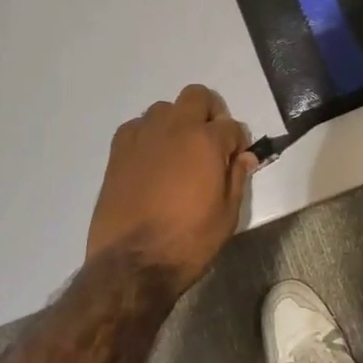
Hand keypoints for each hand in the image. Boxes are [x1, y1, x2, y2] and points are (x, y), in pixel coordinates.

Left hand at [87, 84, 252, 292]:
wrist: (131, 266)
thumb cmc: (187, 242)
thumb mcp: (227, 216)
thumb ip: (237, 178)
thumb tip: (244, 157)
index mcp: (206, 141)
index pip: (232, 126)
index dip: (238, 143)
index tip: (236, 160)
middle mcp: (175, 128)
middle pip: (197, 96)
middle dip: (209, 112)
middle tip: (210, 142)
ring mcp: (143, 137)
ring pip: (164, 108)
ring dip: (176, 123)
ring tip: (178, 152)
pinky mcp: (118, 151)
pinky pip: (136, 127)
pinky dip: (147, 136)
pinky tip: (150, 160)